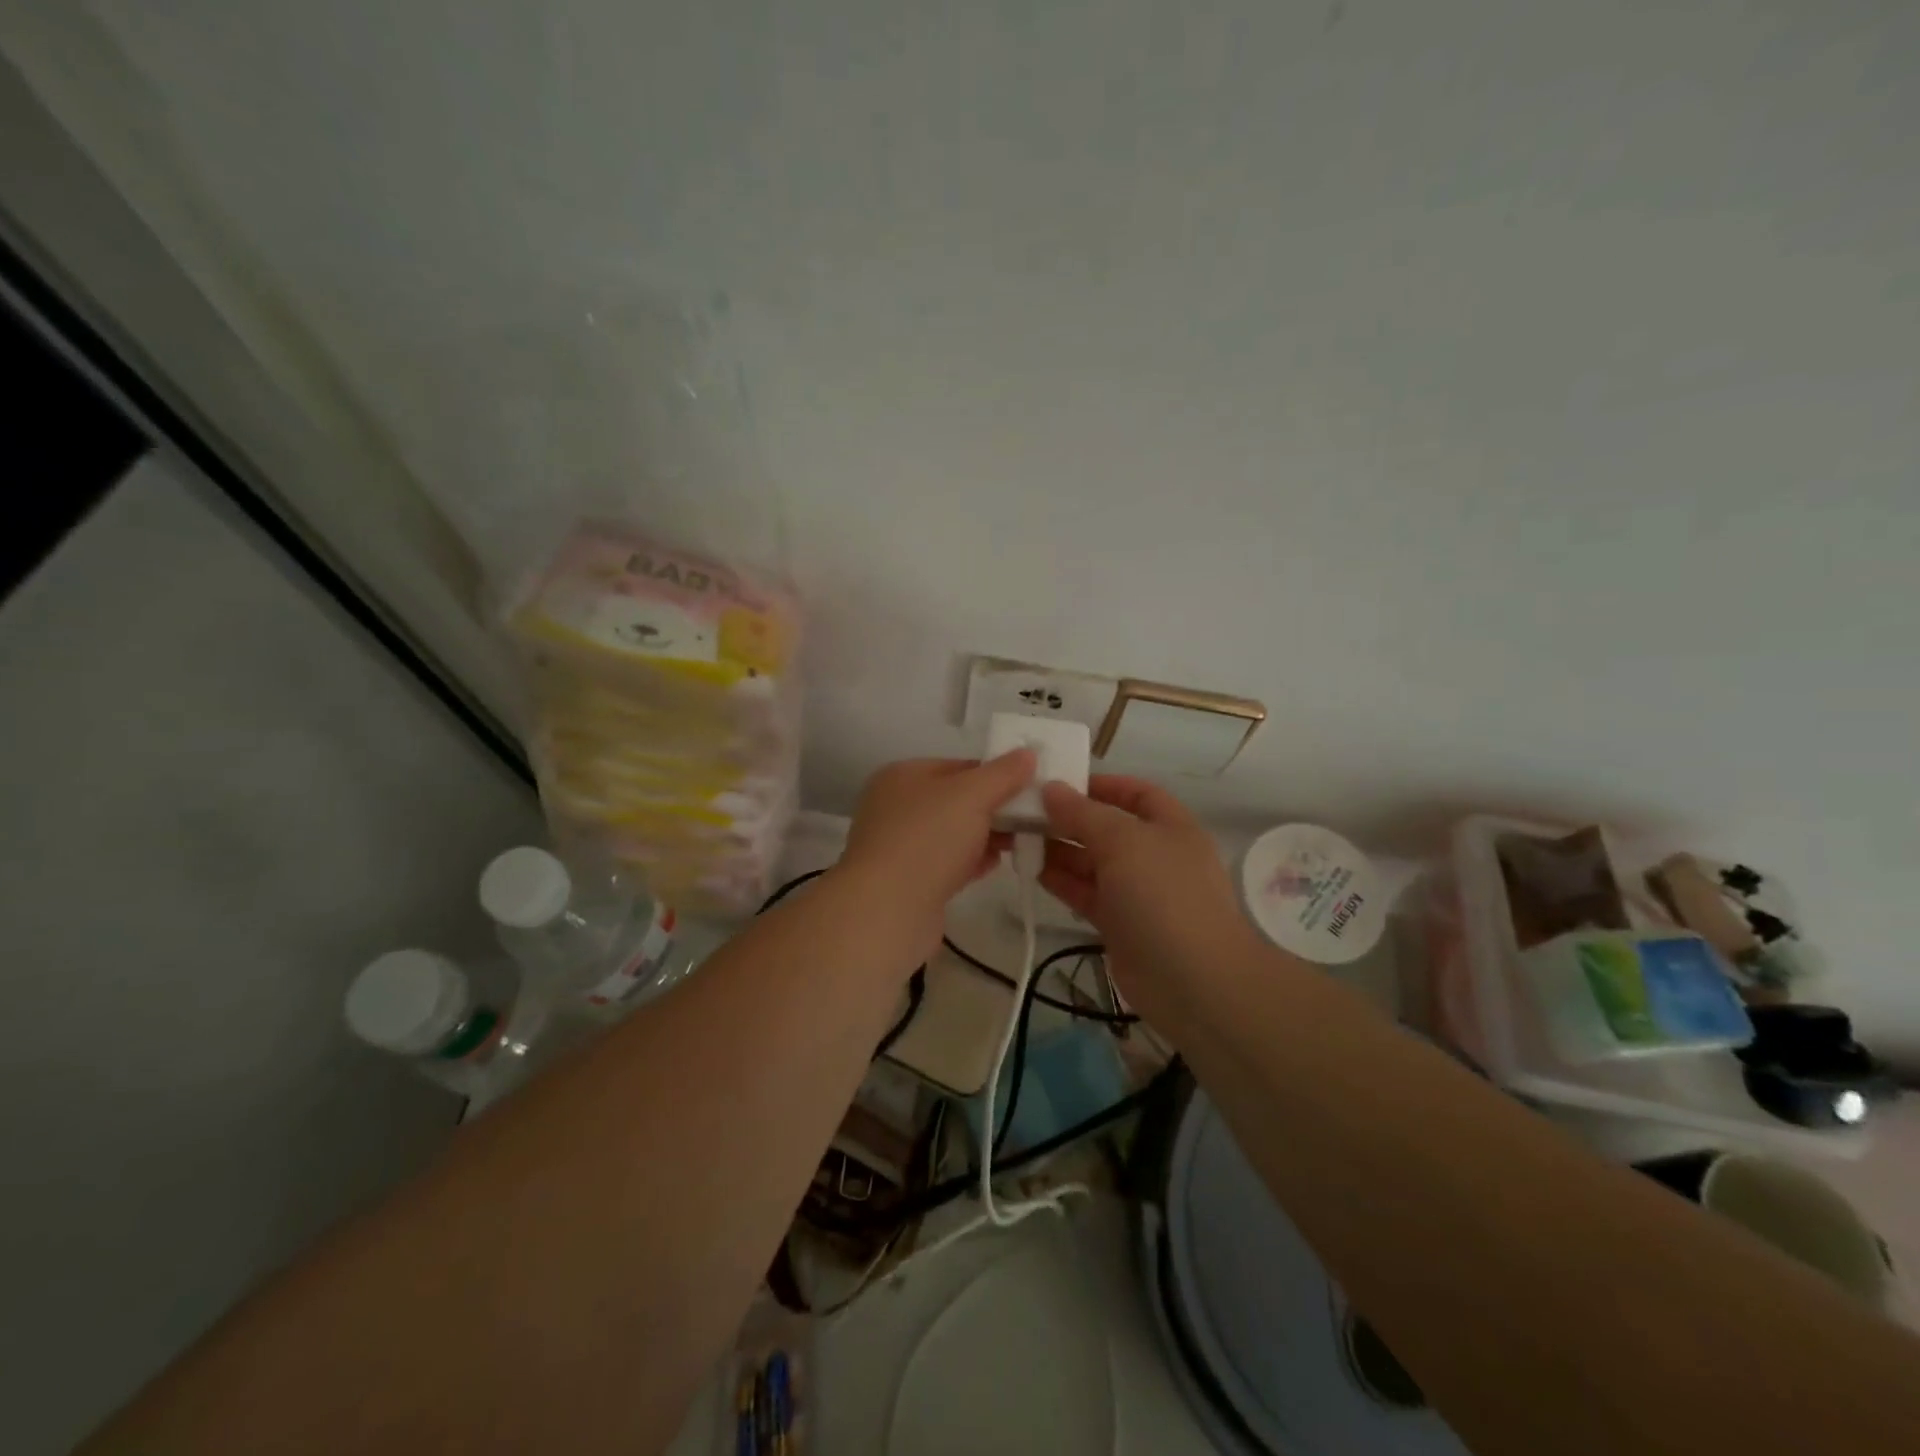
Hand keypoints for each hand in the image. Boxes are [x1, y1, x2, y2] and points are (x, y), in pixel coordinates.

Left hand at [838, 752, 1036, 968]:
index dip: (996, 774)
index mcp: (902, 776)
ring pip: (953, 833)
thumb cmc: (928, 839)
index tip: (1030, 787)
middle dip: (993, 807)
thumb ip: (1002, 774)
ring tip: (1021, 841)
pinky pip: (947, 863)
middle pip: (956, 800)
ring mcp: (899, 846)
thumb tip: (1028, 753)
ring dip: (985, 836)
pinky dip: (971, 861)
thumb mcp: (971, 795)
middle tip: (1032, 817)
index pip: (959, 766)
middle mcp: (896, 806)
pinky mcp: (908, 882)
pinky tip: (996, 864)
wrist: (887, 910)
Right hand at [1040, 775, 1264, 1035]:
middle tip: (1025, 812)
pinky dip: (1062, 881)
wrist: (1192, 981)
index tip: (1058, 783)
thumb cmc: (1162, 895)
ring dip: (1059, 850)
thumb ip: (1082, 813)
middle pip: (1108, 827)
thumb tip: (1051, 788)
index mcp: (1170, 826)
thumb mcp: (1122, 841)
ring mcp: (1138, 892)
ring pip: (1093, 862)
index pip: (1136, 793)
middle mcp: (1155, 855)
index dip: (1100, 784)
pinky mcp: (1120, 924)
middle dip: (1070, 818)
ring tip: (1019, 839)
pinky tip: (1031, 871)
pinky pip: (1086, 893)